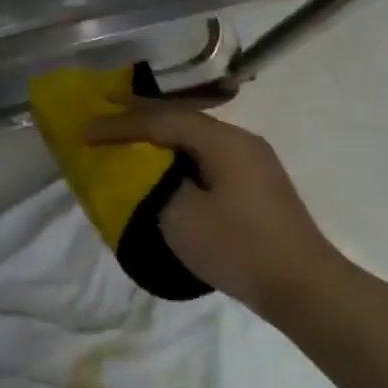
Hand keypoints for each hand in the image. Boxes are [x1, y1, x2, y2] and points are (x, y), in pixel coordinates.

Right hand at [86, 101, 335, 314]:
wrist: (303, 286)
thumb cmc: (239, 247)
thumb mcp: (183, 218)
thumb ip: (158, 185)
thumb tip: (155, 173)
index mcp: (223, 142)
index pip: (162, 121)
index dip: (121, 124)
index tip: (85, 130)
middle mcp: (241, 141)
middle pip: (183, 117)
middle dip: (142, 111)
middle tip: (105, 102)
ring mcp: (253, 162)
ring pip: (196, 136)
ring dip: (161, 131)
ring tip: (130, 129)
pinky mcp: (256, 184)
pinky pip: (207, 155)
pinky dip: (179, 152)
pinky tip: (167, 161)